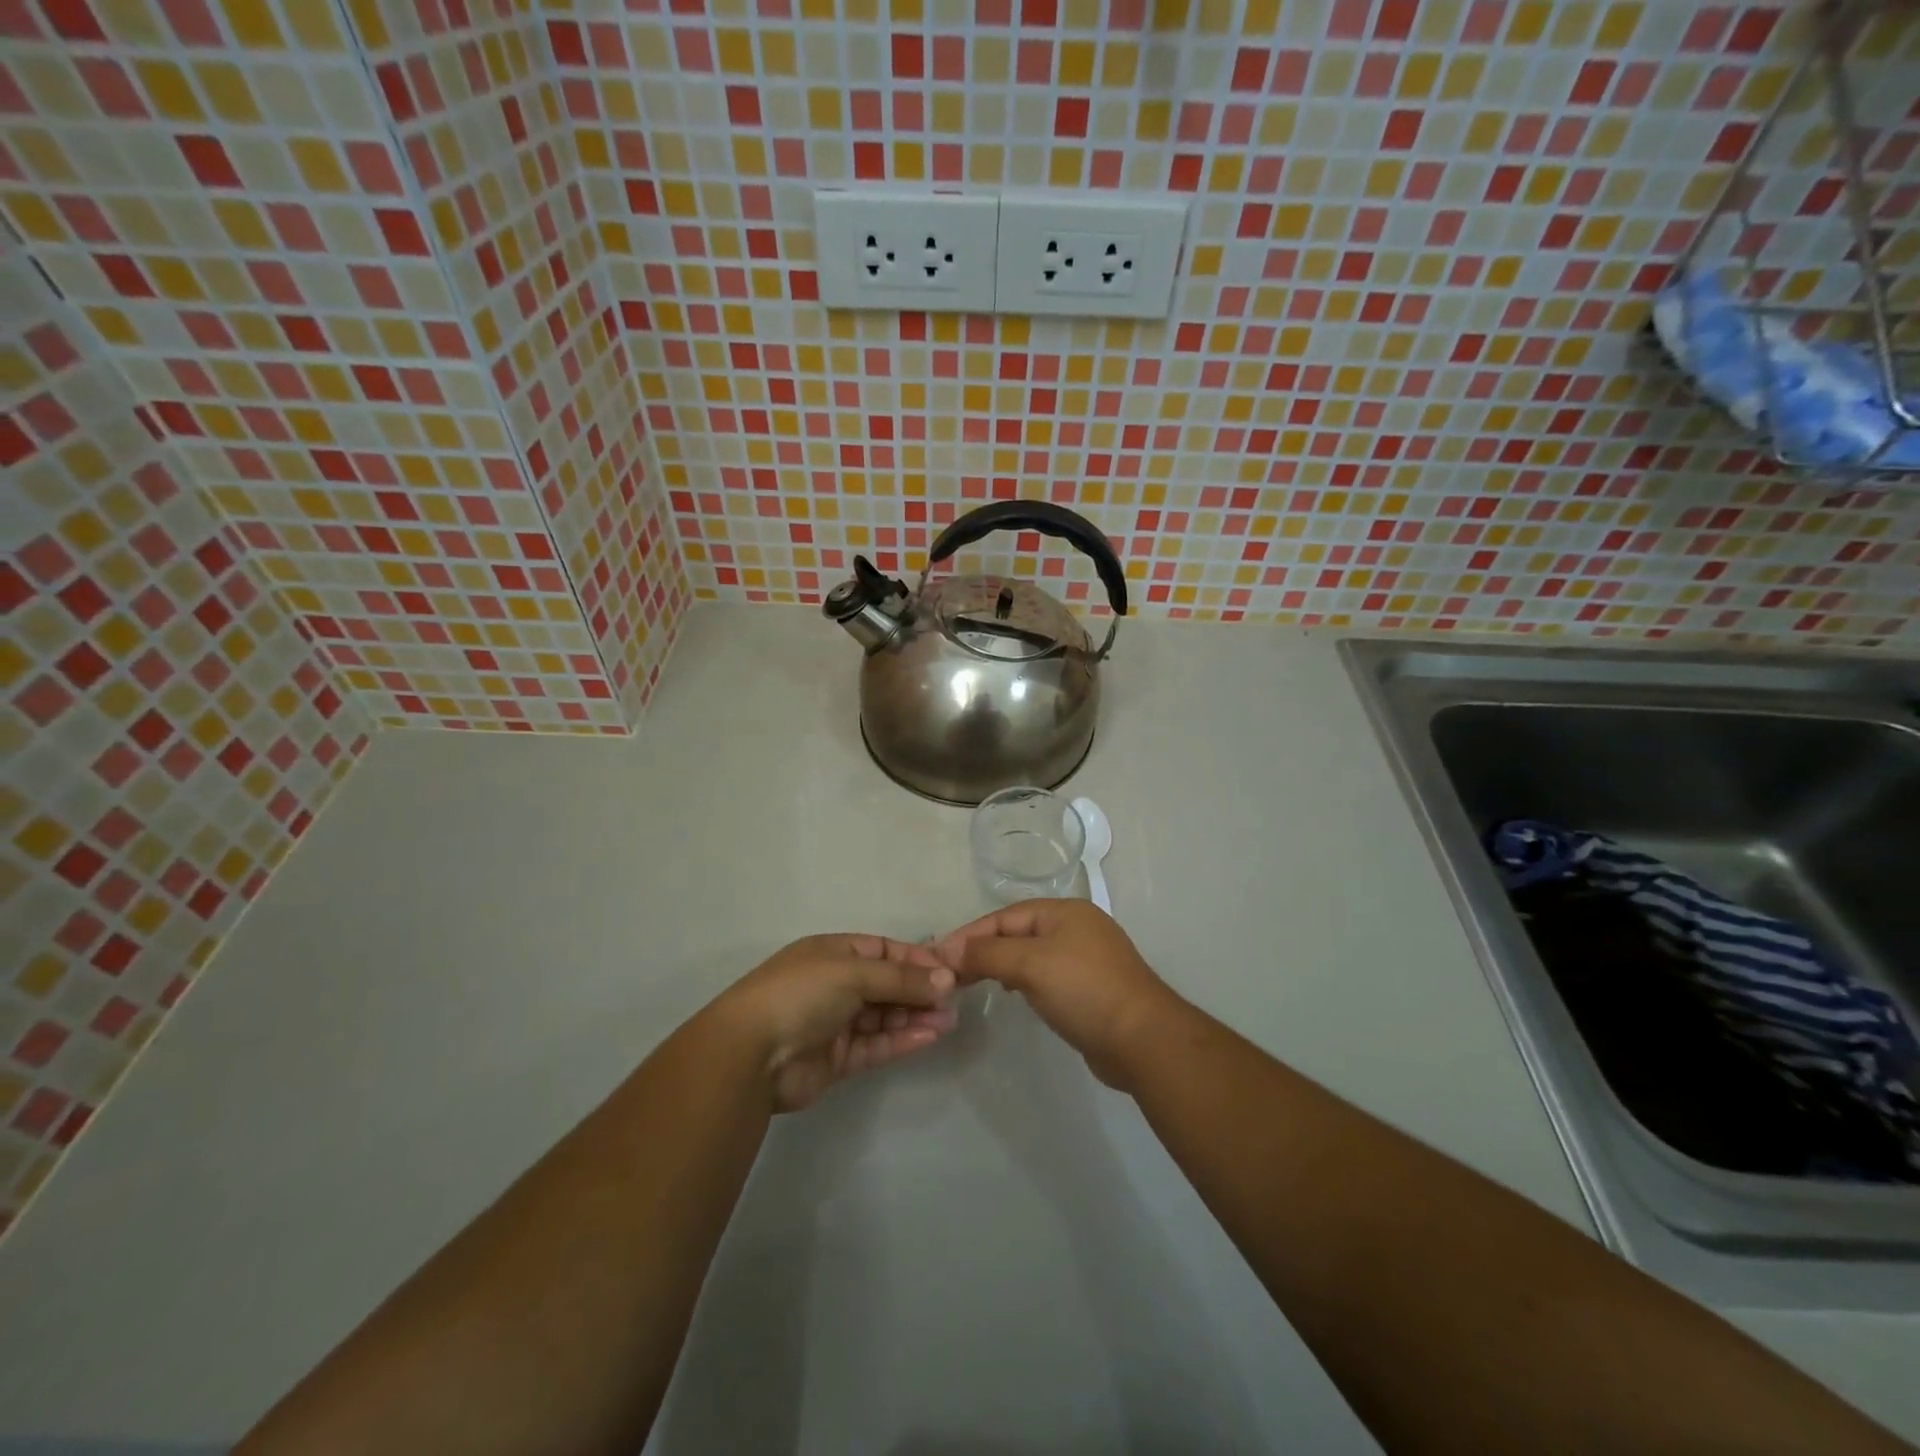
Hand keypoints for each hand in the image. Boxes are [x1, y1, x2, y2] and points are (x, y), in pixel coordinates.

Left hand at [714, 934, 957, 1111]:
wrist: (750, 1054)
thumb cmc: (801, 994)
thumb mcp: (853, 972)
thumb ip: (901, 978)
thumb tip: (946, 979)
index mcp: (833, 953)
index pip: (884, 950)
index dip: (916, 958)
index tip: (950, 970)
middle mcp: (835, 984)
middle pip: (887, 984)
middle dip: (920, 990)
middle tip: (955, 1000)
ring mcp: (836, 1023)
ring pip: (885, 1016)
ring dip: (916, 1016)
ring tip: (949, 1020)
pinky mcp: (837, 1059)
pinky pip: (876, 1045)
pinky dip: (902, 1040)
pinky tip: (929, 1037)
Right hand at [933, 900, 1181, 1089]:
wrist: (1143, 1039)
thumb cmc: (1084, 990)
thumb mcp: (1030, 965)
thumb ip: (987, 954)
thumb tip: (950, 950)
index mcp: (1064, 911)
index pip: (1005, 916)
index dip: (970, 934)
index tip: (939, 956)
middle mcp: (1076, 927)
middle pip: (1018, 932)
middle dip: (984, 950)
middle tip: (951, 973)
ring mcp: (1087, 958)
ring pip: (1032, 954)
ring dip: (1002, 965)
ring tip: (974, 981)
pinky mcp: (1091, 988)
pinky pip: (1047, 975)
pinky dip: (1024, 980)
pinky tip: (1013, 993)